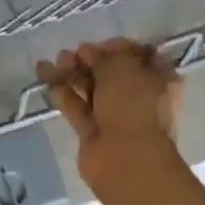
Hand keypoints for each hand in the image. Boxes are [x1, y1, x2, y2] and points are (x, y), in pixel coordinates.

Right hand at [36, 39, 182, 189]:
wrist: (127, 161)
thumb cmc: (134, 106)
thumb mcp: (122, 68)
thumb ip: (103, 57)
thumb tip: (87, 52)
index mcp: (160, 79)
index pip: (140, 56)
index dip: (119, 47)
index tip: (100, 44)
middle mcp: (140, 96)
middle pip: (112, 72)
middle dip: (90, 60)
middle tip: (73, 53)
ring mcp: (116, 116)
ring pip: (92, 89)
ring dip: (73, 73)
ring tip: (55, 61)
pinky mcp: (93, 132)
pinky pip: (77, 106)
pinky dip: (62, 92)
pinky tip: (44, 75)